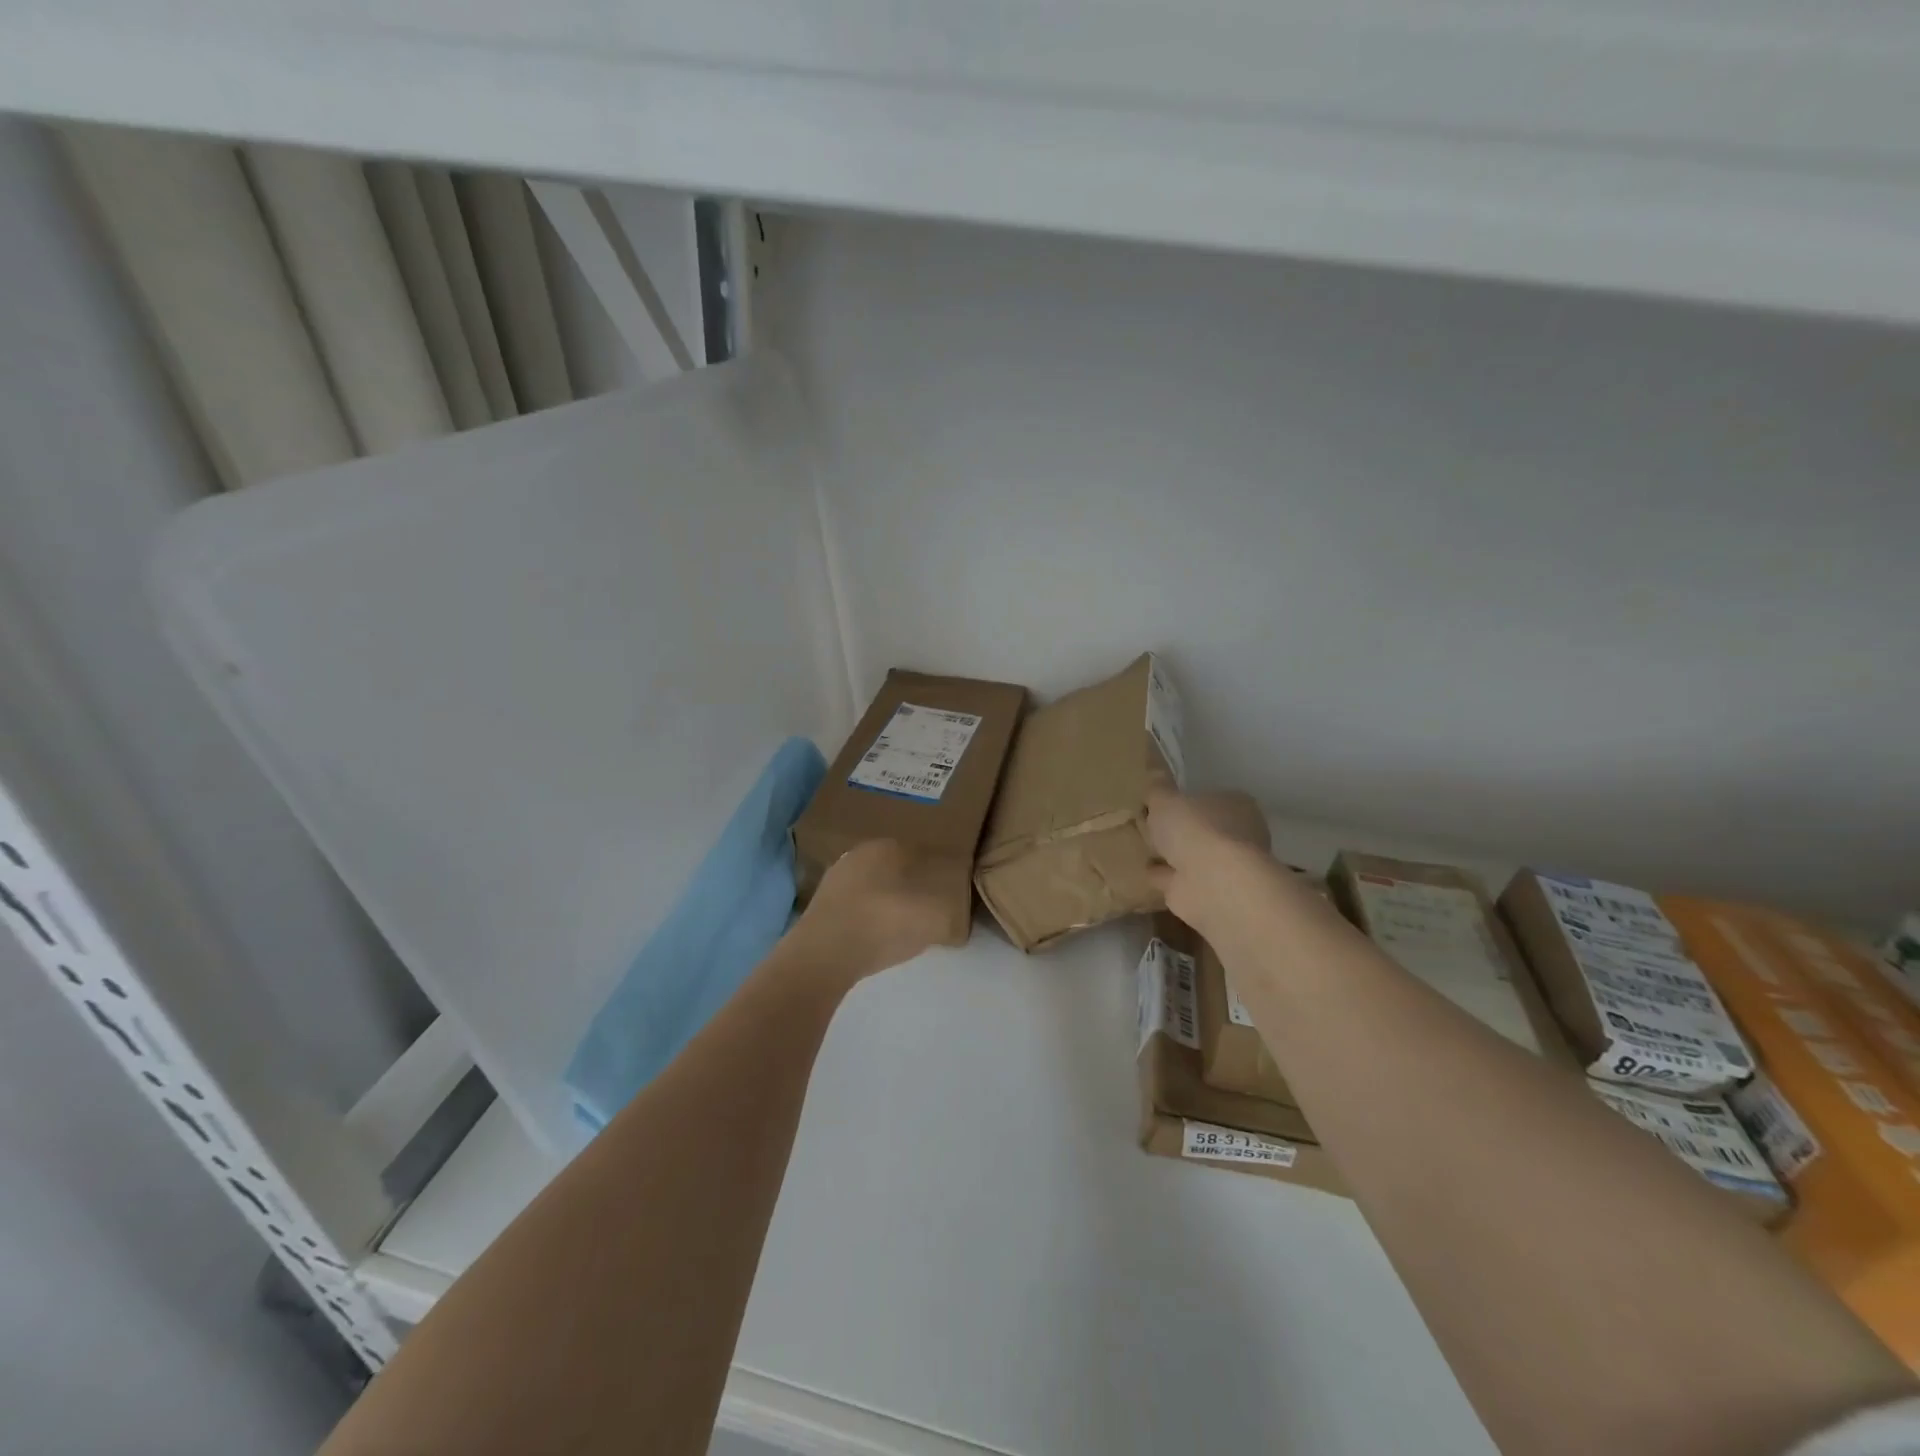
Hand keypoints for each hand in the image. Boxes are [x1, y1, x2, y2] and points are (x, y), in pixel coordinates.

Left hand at [791, 840, 951, 981]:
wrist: (825, 956)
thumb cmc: (884, 923)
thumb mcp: (933, 919)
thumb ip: (951, 915)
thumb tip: (957, 921)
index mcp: (884, 846)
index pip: (917, 852)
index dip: (934, 871)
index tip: (945, 891)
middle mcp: (856, 856)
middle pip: (892, 870)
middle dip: (909, 886)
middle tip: (926, 910)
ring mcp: (833, 882)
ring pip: (871, 889)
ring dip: (886, 904)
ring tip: (902, 928)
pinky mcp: (819, 910)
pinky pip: (854, 910)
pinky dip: (867, 921)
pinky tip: (875, 939)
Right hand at [1145, 781, 1289, 938]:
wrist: (1212, 884)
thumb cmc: (1195, 829)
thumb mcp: (1166, 800)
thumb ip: (1157, 787)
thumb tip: (1153, 767)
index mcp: (1236, 806)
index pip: (1211, 798)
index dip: (1187, 801)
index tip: (1162, 803)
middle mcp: (1237, 836)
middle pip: (1202, 829)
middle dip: (1180, 830)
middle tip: (1147, 824)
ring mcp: (1224, 868)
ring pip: (1191, 856)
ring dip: (1171, 855)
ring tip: (1139, 846)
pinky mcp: (1207, 894)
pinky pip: (1178, 880)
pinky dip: (1162, 876)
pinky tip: (1141, 870)